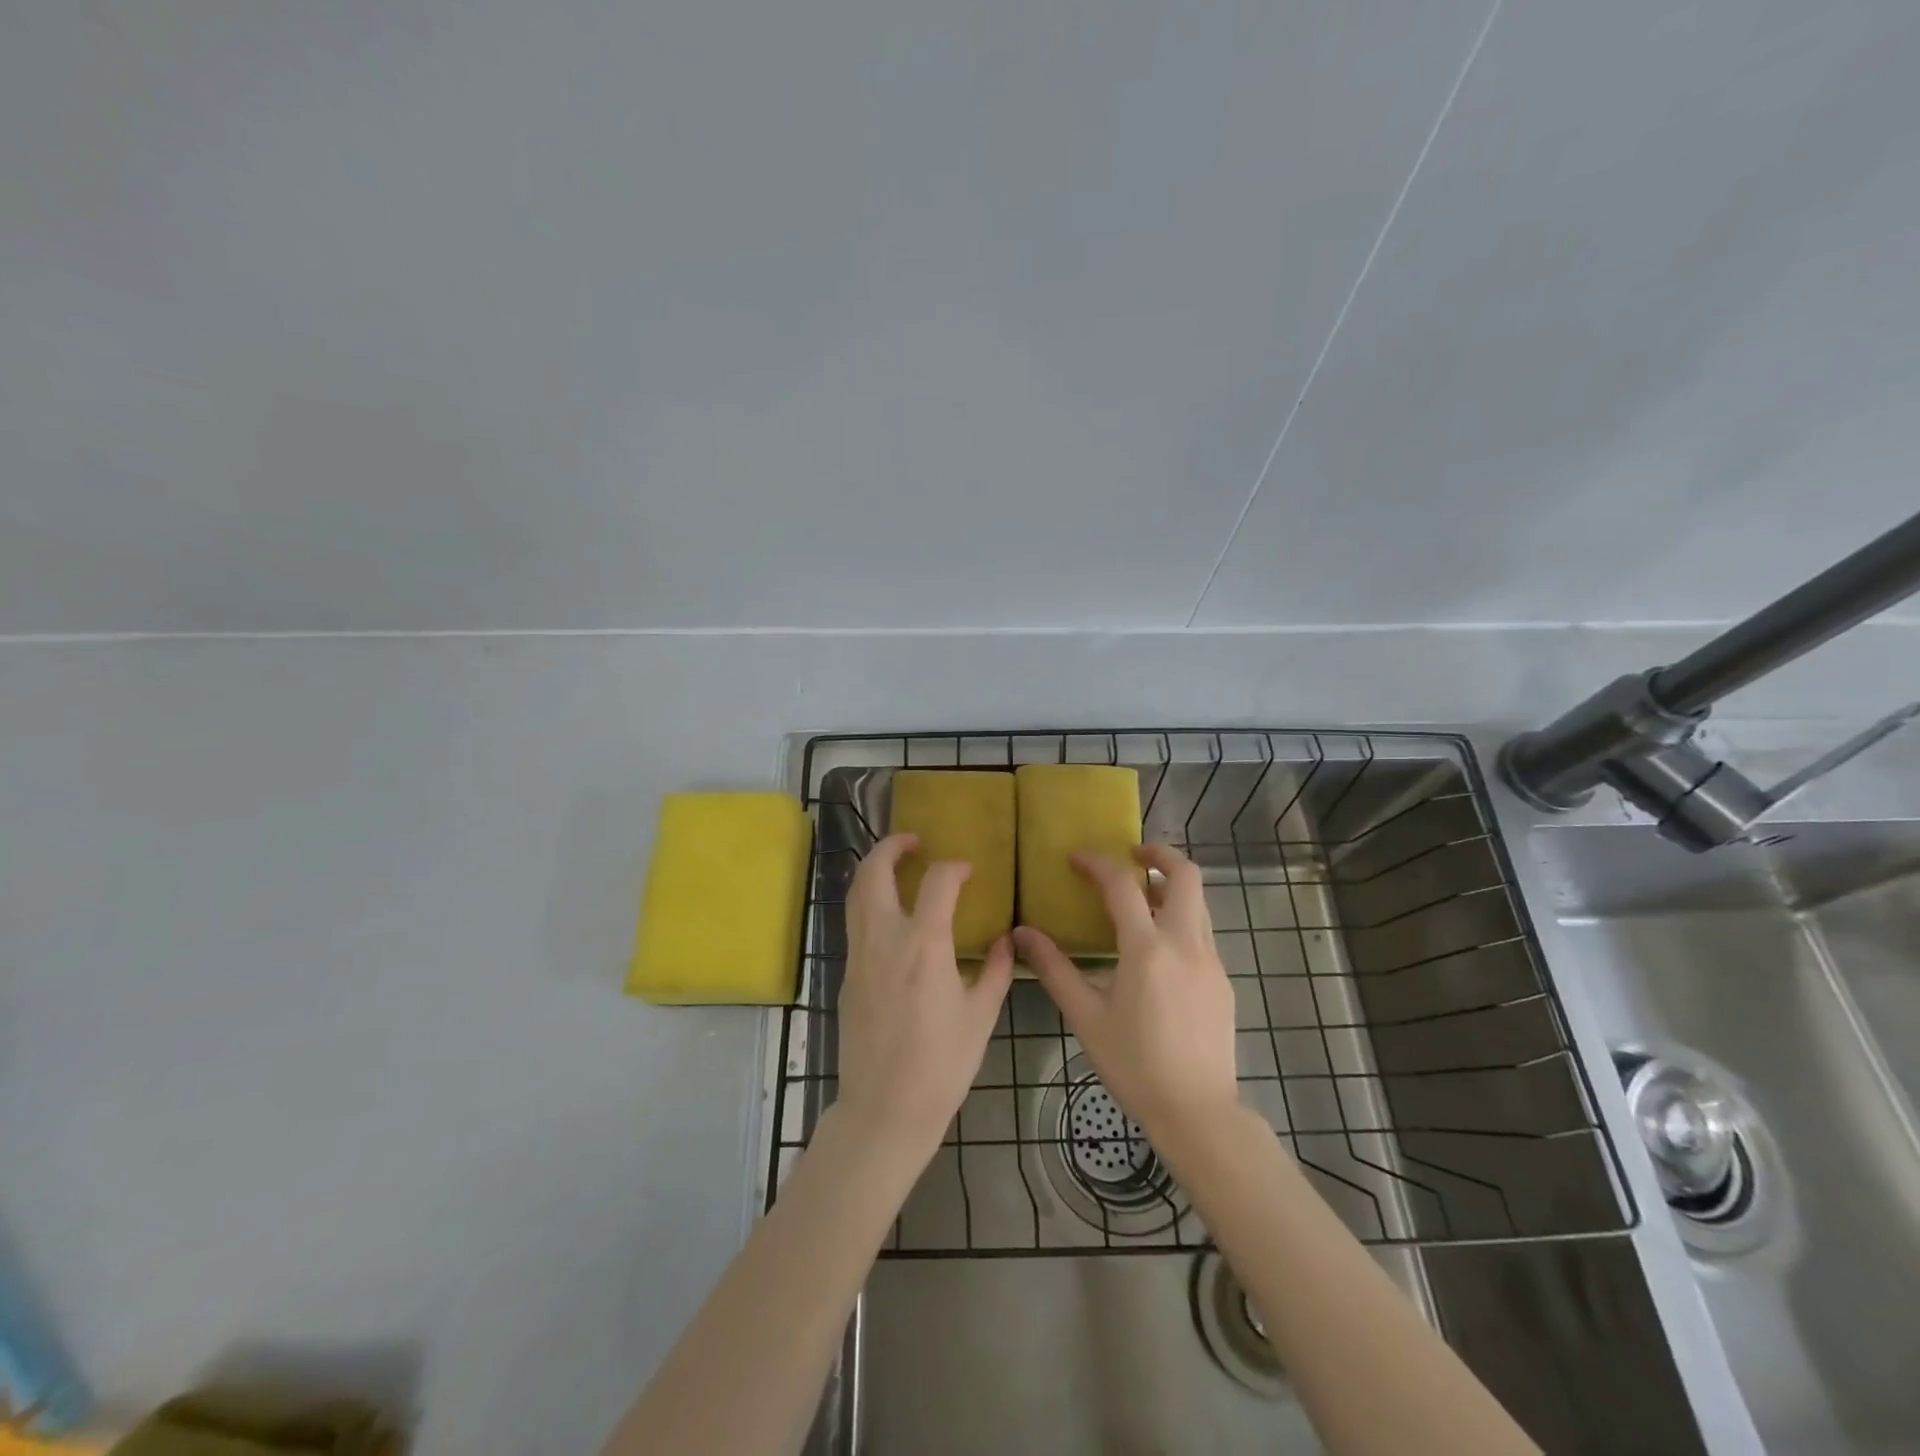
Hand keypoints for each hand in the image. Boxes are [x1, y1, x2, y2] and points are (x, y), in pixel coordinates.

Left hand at [836, 834, 1013, 1167]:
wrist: (883, 1110)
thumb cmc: (940, 1066)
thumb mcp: (980, 1017)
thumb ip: (994, 971)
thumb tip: (1004, 941)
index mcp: (924, 946)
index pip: (937, 882)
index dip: (954, 868)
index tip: (968, 870)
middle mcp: (884, 939)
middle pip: (874, 872)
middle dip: (891, 846)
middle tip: (913, 841)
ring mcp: (858, 955)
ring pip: (855, 893)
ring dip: (873, 868)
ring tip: (896, 864)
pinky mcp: (846, 974)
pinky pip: (854, 921)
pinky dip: (868, 900)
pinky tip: (889, 913)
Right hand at [1015, 844, 1239, 1140]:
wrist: (1197, 1112)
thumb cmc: (1134, 1065)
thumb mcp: (1085, 1016)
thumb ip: (1054, 969)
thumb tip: (1022, 934)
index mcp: (1147, 949)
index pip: (1122, 885)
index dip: (1097, 863)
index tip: (1076, 857)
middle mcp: (1185, 944)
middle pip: (1186, 875)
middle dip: (1160, 853)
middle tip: (1132, 853)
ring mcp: (1211, 961)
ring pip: (1199, 902)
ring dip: (1172, 886)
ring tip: (1142, 896)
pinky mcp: (1223, 980)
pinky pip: (1203, 932)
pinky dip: (1181, 919)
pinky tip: (1159, 948)